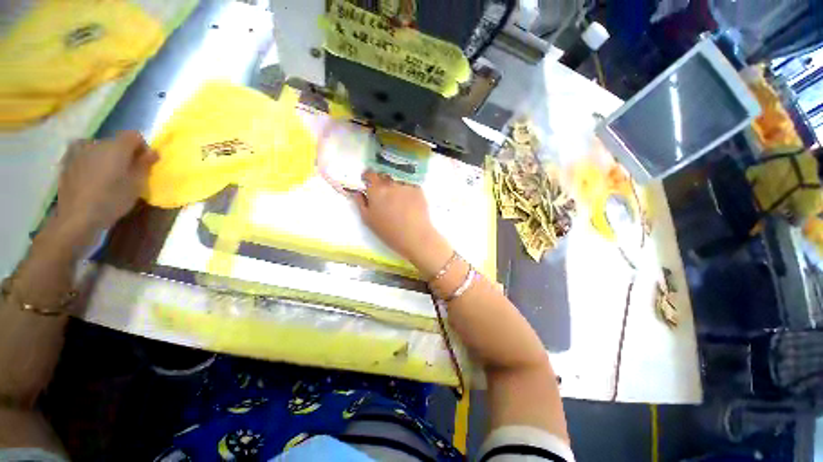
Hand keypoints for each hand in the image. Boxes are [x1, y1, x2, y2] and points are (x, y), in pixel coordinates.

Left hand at [54, 131, 157, 240]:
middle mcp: (97, 142)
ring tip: (107, 177)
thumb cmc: (112, 200)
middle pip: (115, 142)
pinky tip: (91, 178)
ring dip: (106, 158)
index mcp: (116, 146)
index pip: (134, 136)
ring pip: (99, 149)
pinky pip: (84, 156)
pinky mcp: (67, 162)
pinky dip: (91, 163)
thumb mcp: (136, 185)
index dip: (142, 147)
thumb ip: (145, 165)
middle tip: (126, 173)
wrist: (77, 217)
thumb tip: (153, 152)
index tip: (144, 163)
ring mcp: (79, 151)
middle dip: (123, 154)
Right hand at [352, 171, 452, 276]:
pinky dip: (407, 190)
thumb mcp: (368, 220)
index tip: (369, 184)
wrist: (415, 236)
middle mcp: (391, 183)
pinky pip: (410, 185)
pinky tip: (410, 202)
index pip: (369, 173)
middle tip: (384, 194)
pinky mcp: (418, 189)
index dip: (368, 177)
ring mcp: (406, 185)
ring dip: (395, 185)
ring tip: (399, 199)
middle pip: (384, 175)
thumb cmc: (389, 232)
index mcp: (376, 190)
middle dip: (382, 181)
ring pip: (397, 180)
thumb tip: (357, 191)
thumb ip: (360, 203)